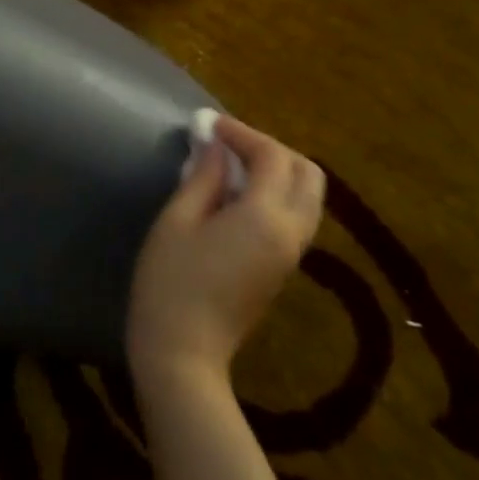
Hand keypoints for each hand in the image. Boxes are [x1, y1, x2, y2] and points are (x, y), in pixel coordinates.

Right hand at [126, 116, 323, 385]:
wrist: (183, 355)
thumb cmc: (170, 284)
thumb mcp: (177, 221)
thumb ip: (202, 176)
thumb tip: (215, 146)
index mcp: (266, 217)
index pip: (272, 156)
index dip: (242, 133)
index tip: (210, 124)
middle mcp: (292, 232)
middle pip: (307, 173)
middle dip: (272, 149)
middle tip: (230, 145)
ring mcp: (292, 254)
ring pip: (308, 196)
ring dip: (279, 171)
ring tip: (233, 166)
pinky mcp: (284, 269)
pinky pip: (296, 216)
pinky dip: (277, 194)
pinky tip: (238, 195)